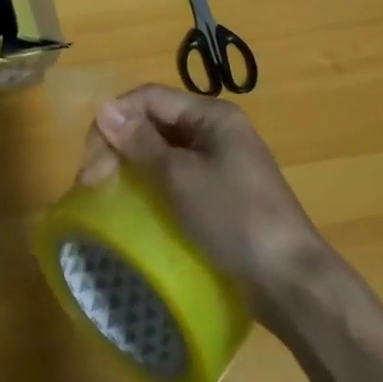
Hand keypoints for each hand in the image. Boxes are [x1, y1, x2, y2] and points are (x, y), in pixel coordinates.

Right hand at [77, 84, 326, 314]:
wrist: (291, 283)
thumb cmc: (234, 219)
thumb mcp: (179, 178)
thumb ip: (140, 141)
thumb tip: (104, 106)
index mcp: (211, 115)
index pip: (148, 98)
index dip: (113, 122)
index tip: (91, 162)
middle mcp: (216, 130)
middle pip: (153, 122)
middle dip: (118, 146)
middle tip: (91, 184)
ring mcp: (221, 162)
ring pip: (161, 150)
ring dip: (131, 166)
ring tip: (106, 193)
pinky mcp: (221, 193)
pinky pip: (175, 176)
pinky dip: (151, 185)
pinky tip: (136, 206)